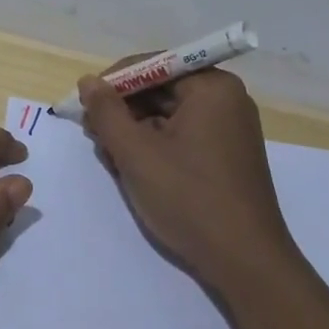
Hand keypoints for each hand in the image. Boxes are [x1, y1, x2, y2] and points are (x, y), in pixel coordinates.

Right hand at [76, 68, 297, 290]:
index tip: (84, 106)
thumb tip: (88, 82)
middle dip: (123, 110)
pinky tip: (133, 170)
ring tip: (110, 158)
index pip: (152, 65)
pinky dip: (155, 147)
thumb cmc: (189, 198)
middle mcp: (226, 99)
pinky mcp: (226, 155)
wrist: (245, 263)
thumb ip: (106, 112)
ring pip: (168, 115)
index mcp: (212, 87)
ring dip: (135, 131)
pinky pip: (182, 135)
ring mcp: (229, 128)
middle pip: (160, 89)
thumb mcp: (136, 153)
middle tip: (94, 136)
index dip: (113, 82)